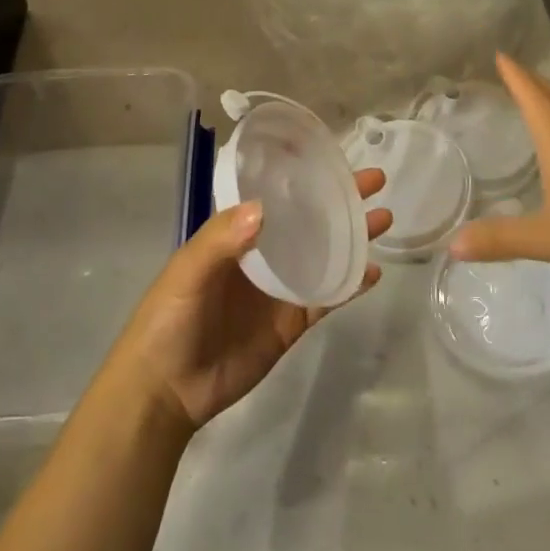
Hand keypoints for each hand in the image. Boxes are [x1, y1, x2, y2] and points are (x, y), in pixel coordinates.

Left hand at [109, 172, 391, 430]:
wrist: (165, 391)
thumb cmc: (168, 320)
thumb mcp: (187, 271)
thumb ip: (221, 240)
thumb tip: (264, 207)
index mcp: (236, 235)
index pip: (277, 197)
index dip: (304, 178)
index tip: (335, 160)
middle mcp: (263, 255)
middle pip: (309, 221)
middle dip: (340, 200)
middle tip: (375, 180)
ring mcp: (280, 289)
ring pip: (324, 255)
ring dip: (353, 237)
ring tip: (384, 218)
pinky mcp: (291, 324)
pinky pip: (326, 298)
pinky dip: (350, 284)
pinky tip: (372, 271)